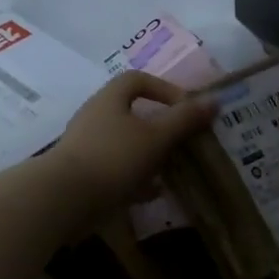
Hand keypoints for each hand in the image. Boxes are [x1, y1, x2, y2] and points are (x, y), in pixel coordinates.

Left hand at [44, 71, 216, 228]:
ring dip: (149, 154)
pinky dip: (136, 179)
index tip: (185, 108)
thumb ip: (184, 120)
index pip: (137, 80)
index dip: (164, 88)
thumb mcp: (155, 137)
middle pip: (131, 113)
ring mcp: (87, 147)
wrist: (65, 199)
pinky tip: (153, 193)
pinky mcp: (83, 175)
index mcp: (109, 100)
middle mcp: (95, 118)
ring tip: (172, 167)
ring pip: (124, 144)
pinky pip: (115, 171)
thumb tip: (214, 101)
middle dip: (159, 126)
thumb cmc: (113, 158)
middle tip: (182, 140)